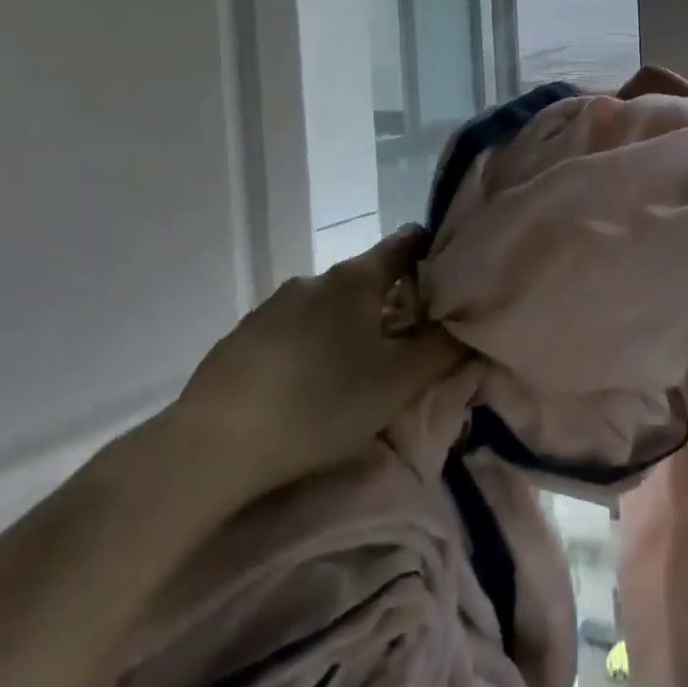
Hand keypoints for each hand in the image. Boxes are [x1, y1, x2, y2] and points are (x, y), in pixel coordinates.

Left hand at [166, 227, 466, 504]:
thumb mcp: (399, 382)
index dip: (431, 253)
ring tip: (359, 368)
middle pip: (367, 277)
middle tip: (409, 341)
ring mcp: (273, 305)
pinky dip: (314, 344)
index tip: (449, 278)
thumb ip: (444, 349)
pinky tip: (310, 383)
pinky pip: (295, 329)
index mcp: (356, 279)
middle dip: (392, 301)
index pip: (405, 243)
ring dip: (350, 326)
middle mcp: (315, 279)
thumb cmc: (322, 403)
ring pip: (329, 306)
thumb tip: (472, 324)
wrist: (215, 444)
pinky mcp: (244, 336)